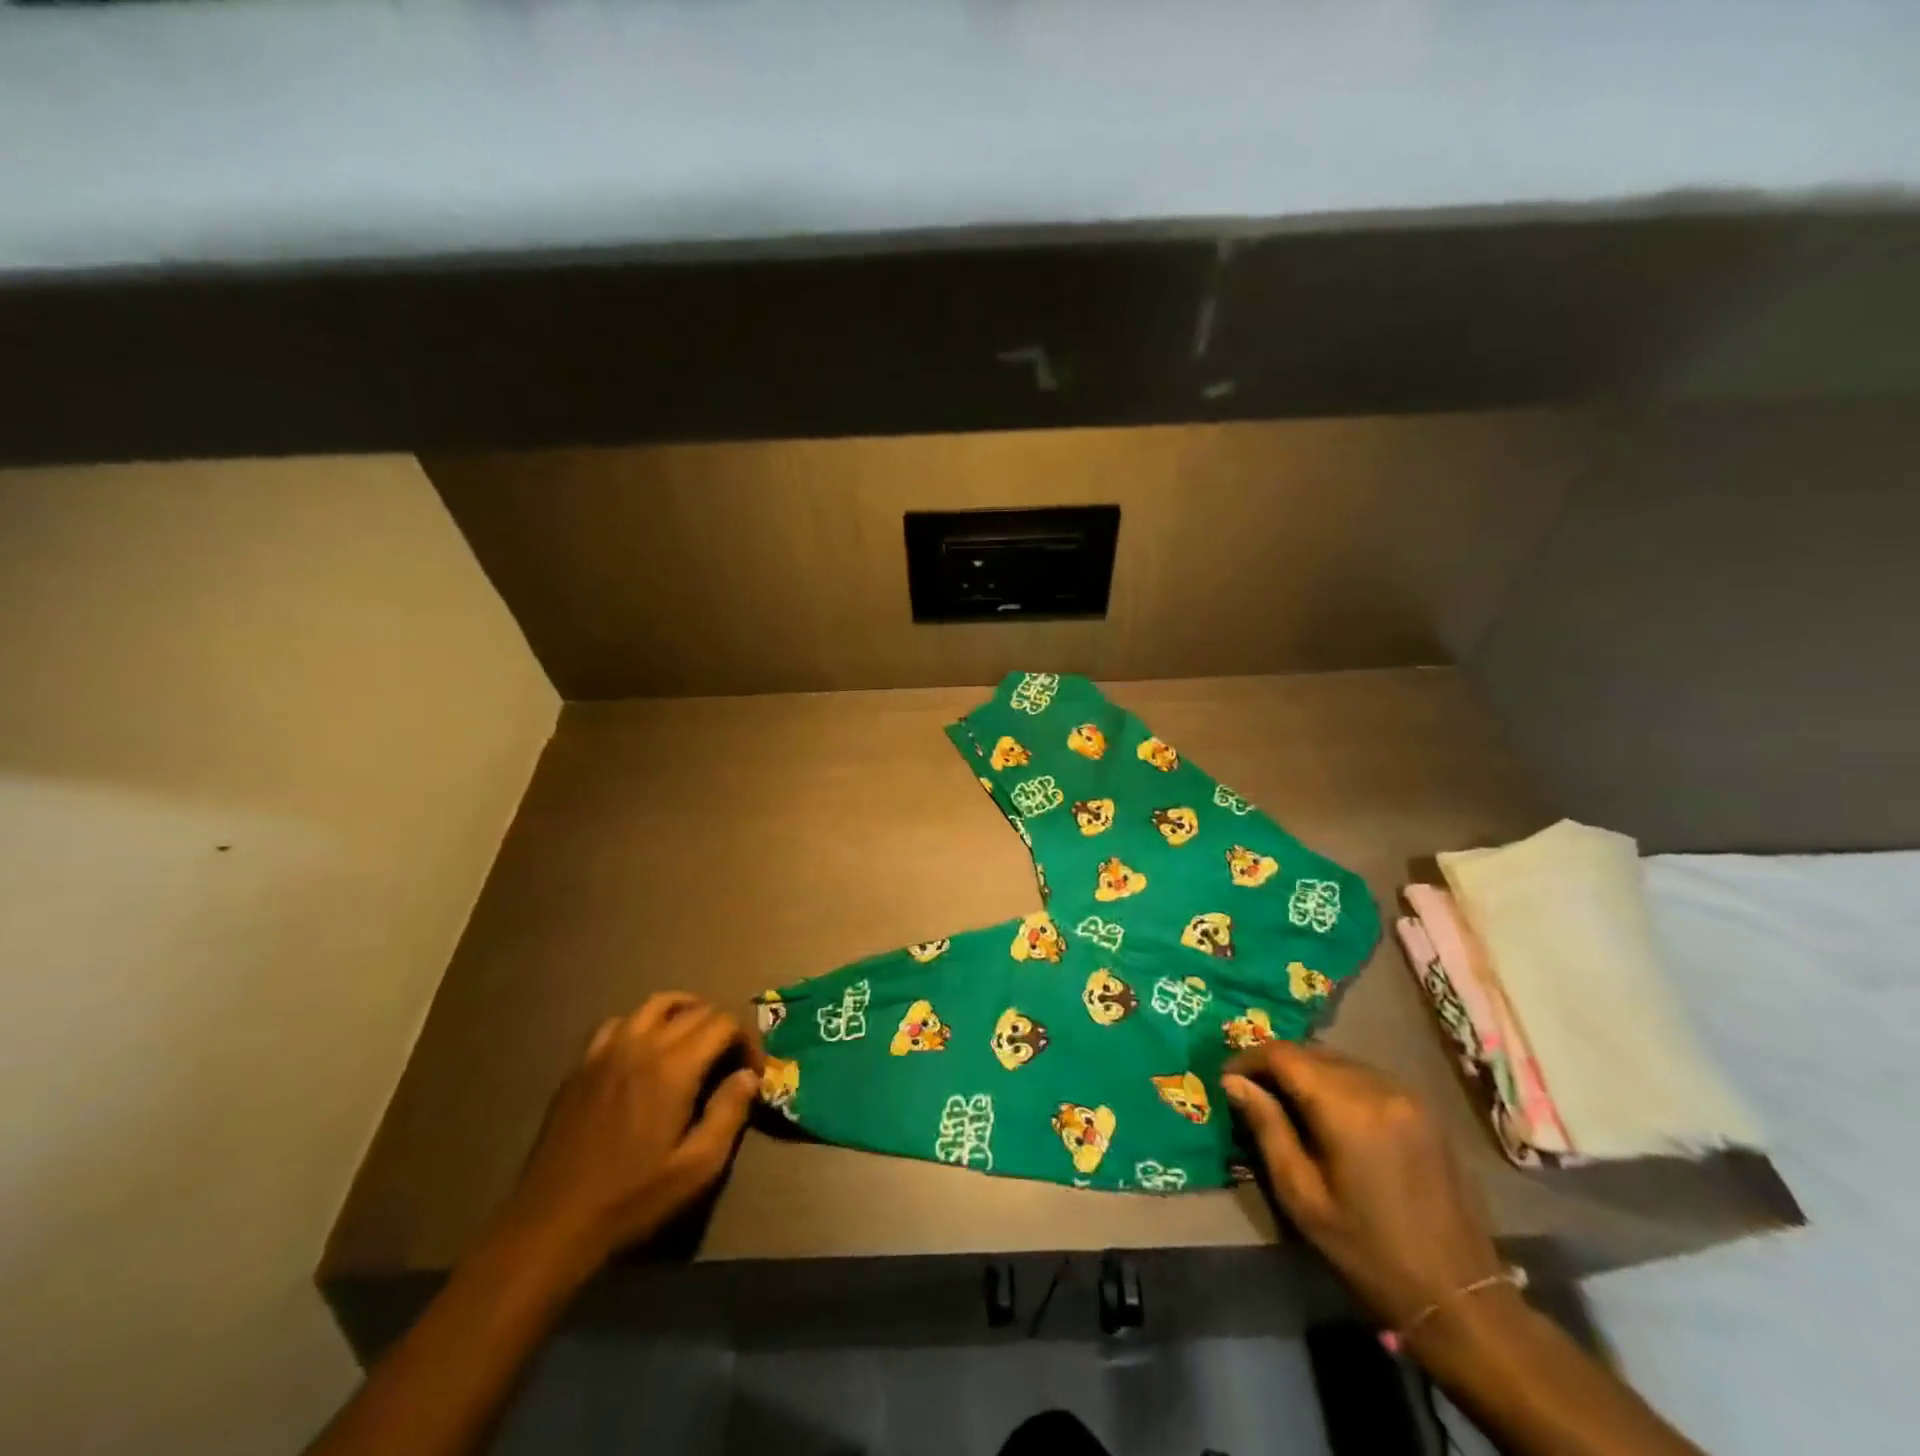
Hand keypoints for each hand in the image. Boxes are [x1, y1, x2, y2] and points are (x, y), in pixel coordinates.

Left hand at [498, 993, 761, 1271]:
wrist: (552, 1224)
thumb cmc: (631, 1199)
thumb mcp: (696, 1168)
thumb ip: (729, 1114)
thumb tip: (749, 1076)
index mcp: (673, 1068)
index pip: (724, 1024)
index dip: (747, 1040)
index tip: (752, 1071)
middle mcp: (641, 1045)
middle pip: (696, 1010)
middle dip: (722, 1027)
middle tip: (730, 1060)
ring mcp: (606, 1050)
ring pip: (656, 1004)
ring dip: (685, 1012)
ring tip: (695, 1038)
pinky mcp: (581, 1065)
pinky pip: (619, 1022)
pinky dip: (642, 1024)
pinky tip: (644, 1050)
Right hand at [1222, 1042, 1504, 1330]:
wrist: (1459, 1297)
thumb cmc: (1368, 1253)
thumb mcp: (1302, 1197)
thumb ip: (1267, 1128)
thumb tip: (1233, 1083)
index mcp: (1348, 1109)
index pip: (1284, 1055)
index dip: (1249, 1060)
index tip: (1227, 1080)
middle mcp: (1379, 1087)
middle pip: (1311, 1051)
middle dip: (1275, 1064)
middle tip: (1251, 1091)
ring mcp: (1407, 1094)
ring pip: (1338, 1060)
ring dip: (1305, 1071)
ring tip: (1284, 1101)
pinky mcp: (1423, 1107)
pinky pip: (1365, 1075)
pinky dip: (1336, 1081)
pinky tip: (1327, 1112)